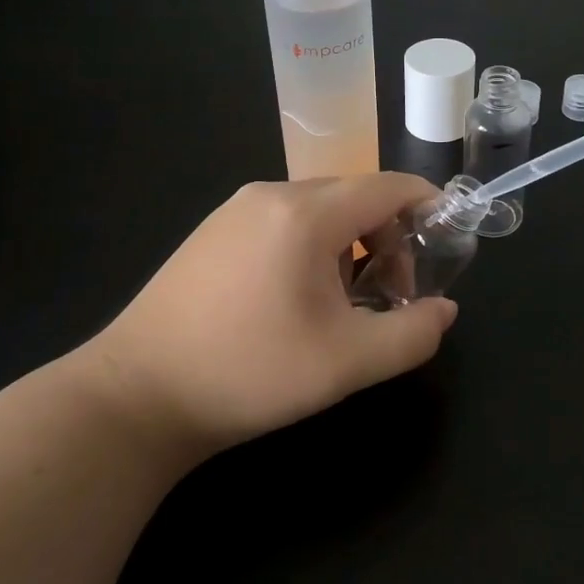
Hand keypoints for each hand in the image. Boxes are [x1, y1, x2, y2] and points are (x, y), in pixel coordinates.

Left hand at [76, 174, 457, 458]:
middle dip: (390, 236)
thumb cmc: (249, 373)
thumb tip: (444, 310)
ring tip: (344, 303)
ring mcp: (236, 209)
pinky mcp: (214, 230)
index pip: (388, 186)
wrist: (135, 397)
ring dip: (351, 244)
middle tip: (392, 294)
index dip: (427, 204)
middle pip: (355, 196)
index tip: (448, 238)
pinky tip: (297, 298)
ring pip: (319, 209)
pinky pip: (284, 220)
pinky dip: (313, 246)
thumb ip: (411, 334)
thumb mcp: (347, 362)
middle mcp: (271, 194)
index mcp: (306, 213)